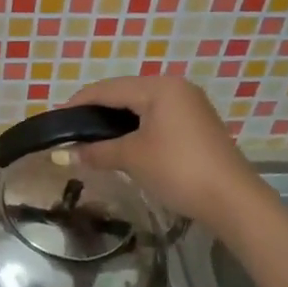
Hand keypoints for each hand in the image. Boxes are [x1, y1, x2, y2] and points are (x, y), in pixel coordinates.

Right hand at [67, 75, 264, 228]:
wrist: (232, 199)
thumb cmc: (178, 169)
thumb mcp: (132, 158)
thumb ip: (96, 151)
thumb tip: (66, 154)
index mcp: (159, 86)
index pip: (108, 89)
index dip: (79, 103)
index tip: (55, 120)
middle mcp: (175, 87)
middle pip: (124, 93)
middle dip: (96, 112)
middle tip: (71, 132)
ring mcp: (189, 105)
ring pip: (141, 106)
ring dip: (115, 122)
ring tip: (91, 139)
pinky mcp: (196, 124)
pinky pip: (156, 117)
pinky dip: (135, 128)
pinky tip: (121, 144)